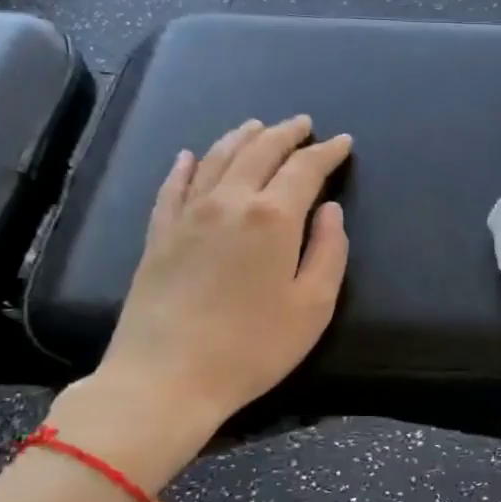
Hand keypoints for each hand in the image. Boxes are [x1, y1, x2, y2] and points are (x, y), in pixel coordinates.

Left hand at [48, 116, 351, 490]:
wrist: (166, 377)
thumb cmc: (253, 348)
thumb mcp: (313, 307)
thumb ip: (329, 252)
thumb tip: (330, 211)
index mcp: (273, 217)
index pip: (305, 170)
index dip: (326, 153)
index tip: (342, 142)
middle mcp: (229, 202)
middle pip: (259, 152)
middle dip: (285, 134)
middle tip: (303, 124)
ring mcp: (187, 215)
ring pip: (216, 158)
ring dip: (241, 138)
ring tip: (257, 127)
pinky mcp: (158, 234)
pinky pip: (173, 185)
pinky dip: (186, 165)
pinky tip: (190, 155)